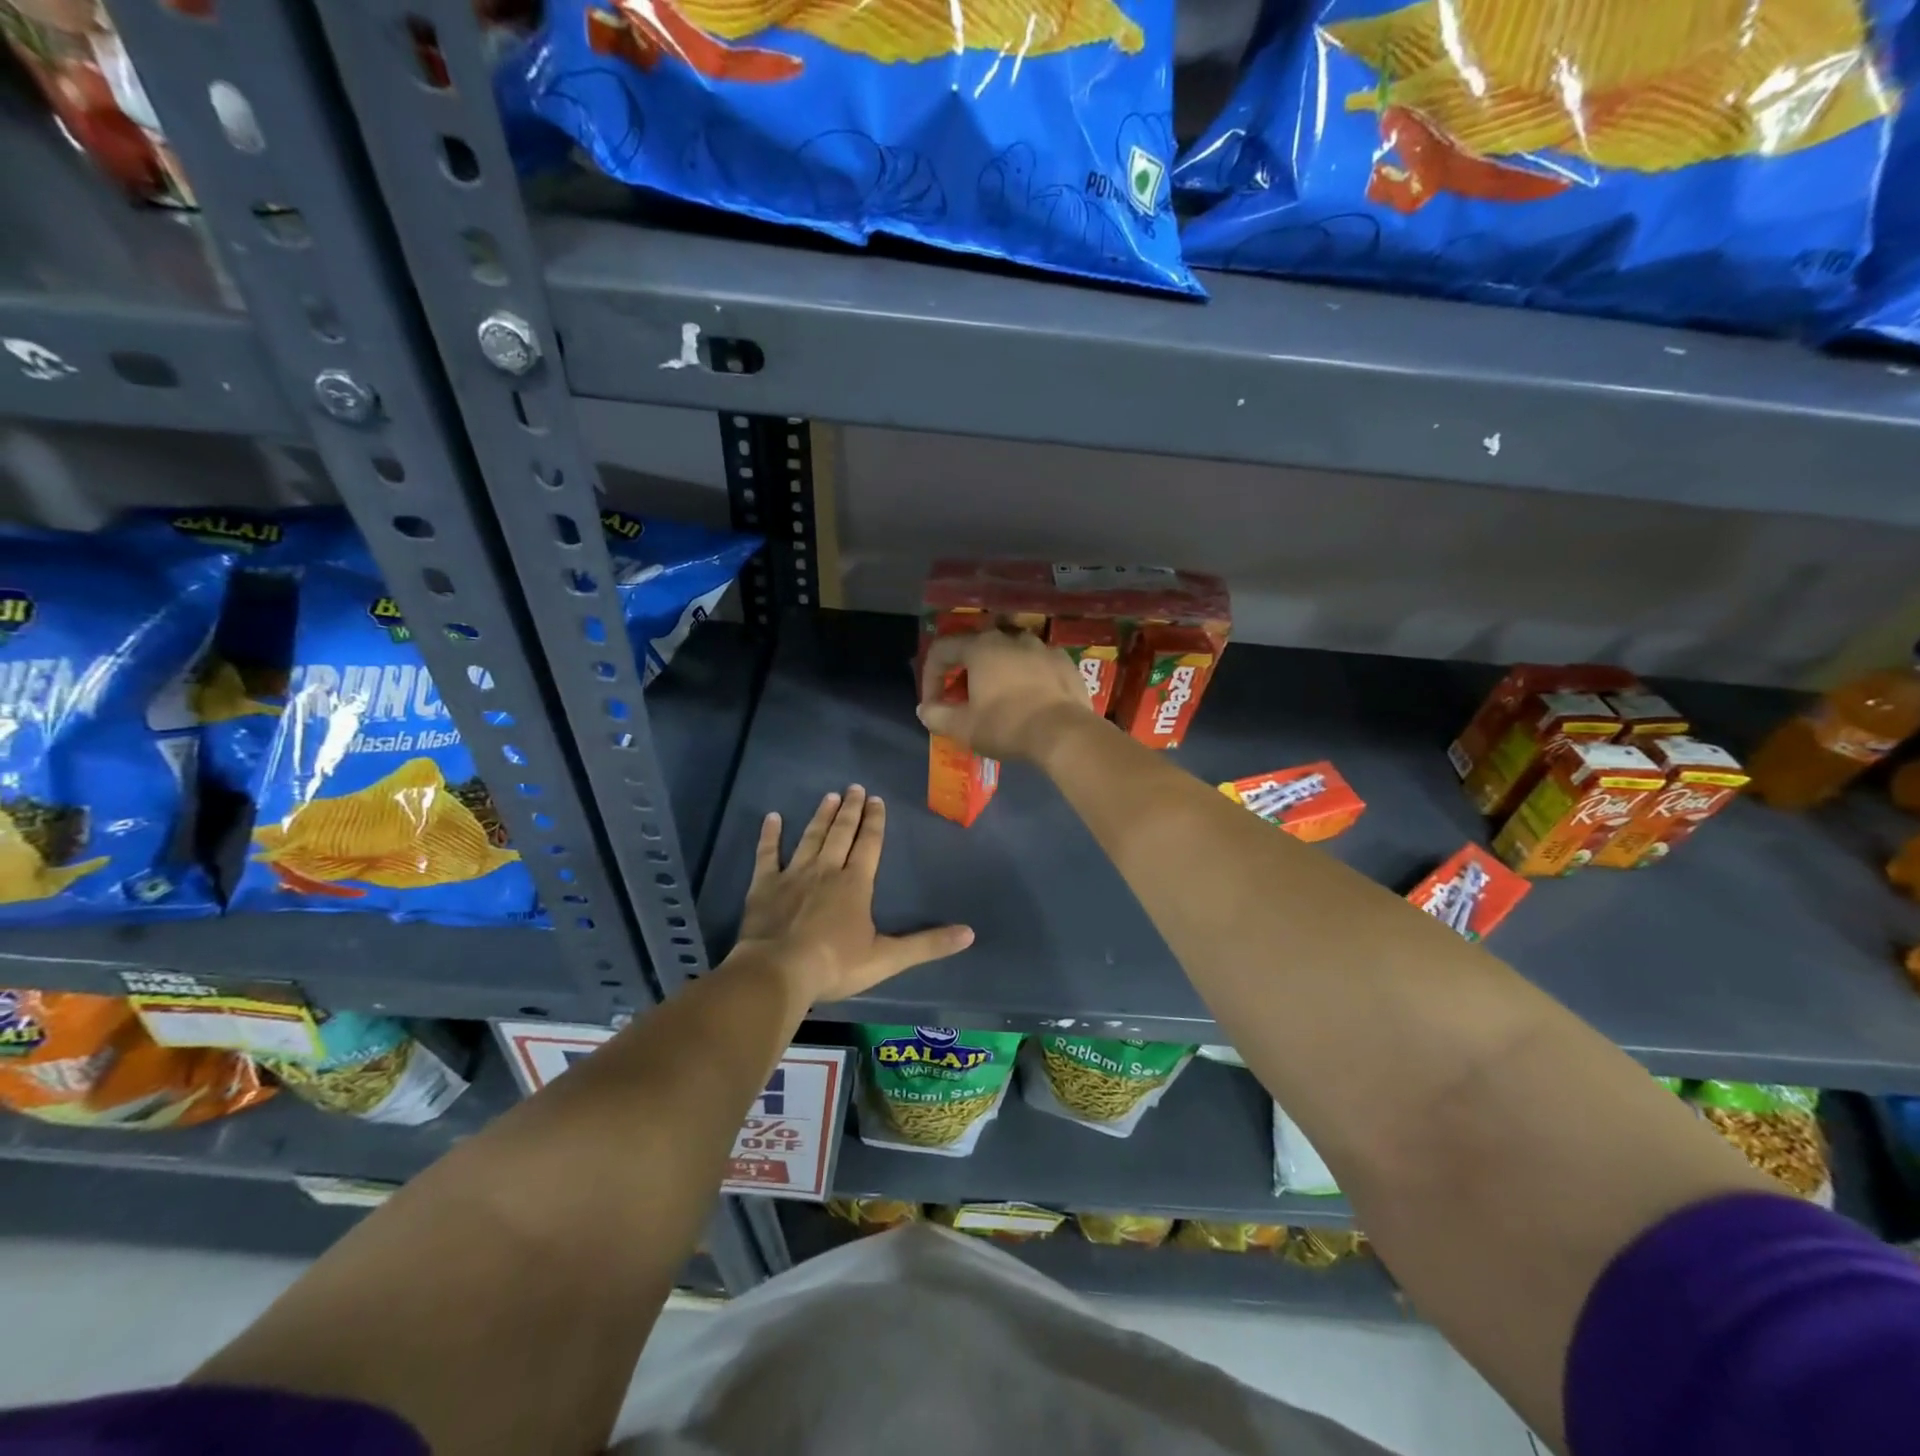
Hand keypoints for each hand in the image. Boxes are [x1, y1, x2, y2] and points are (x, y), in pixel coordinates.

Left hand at [731, 785, 972, 1004]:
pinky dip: (770, 835)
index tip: (877, 799)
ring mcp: (793, 874)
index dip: (875, 821)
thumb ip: (928, 944)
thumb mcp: (888, 958)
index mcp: (856, 883)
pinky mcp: (764, 885)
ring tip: (829, 796)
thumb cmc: (835, 964)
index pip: (869, 844)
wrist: (779, 971)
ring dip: (821, 816)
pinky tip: (772, 817)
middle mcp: (827, 869)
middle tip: (854, 788)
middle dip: (851, 810)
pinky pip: (767, 854)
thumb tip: (969, 933)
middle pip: (841, 833)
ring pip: (811, 837)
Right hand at [916, 629, 1096, 761]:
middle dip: (966, 670)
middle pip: (978, 647)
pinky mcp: (1065, 662)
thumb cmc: (1007, 725)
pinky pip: (1038, 664)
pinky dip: (1027, 677)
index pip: (942, 650)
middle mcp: (1011, 637)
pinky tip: (1030, 700)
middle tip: (965, 697)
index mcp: (981, 647)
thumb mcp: (963, 727)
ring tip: (999, 697)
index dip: (930, 676)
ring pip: (1011, 653)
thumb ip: (937, 715)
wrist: (1065, 733)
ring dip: (998, 671)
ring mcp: (1042, 647)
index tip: (933, 704)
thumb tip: (925, 709)